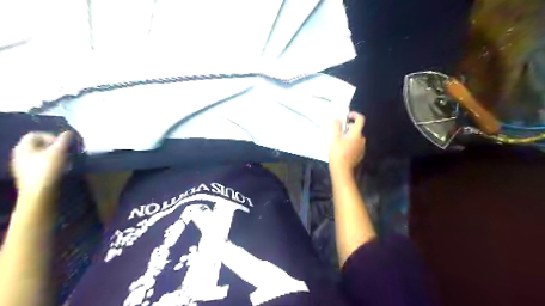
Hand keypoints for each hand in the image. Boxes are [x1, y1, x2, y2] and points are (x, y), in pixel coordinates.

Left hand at [11, 132, 72, 193]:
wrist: (39, 193)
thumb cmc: (47, 169)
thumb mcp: (59, 152)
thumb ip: (64, 140)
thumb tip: (70, 132)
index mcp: (23, 147)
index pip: (36, 134)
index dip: (51, 136)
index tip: (63, 144)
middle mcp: (21, 155)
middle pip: (40, 145)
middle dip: (57, 147)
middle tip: (68, 152)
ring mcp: (24, 166)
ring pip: (43, 155)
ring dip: (57, 156)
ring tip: (67, 161)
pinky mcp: (31, 175)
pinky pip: (43, 164)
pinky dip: (54, 164)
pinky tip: (62, 169)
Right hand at [327, 111, 365, 171]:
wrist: (342, 169)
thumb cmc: (337, 152)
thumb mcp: (335, 138)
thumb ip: (337, 126)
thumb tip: (337, 117)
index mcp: (357, 134)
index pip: (360, 119)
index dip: (354, 115)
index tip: (346, 116)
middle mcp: (362, 139)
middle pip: (356, 129)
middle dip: (348, 128)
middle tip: (338, 132)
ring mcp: (362, 148)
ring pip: (356, 137)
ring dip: (349, 136)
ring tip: (339, 142)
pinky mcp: (360, 155)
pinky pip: (356, 145)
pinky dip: (350, 144)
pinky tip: (342, 149)